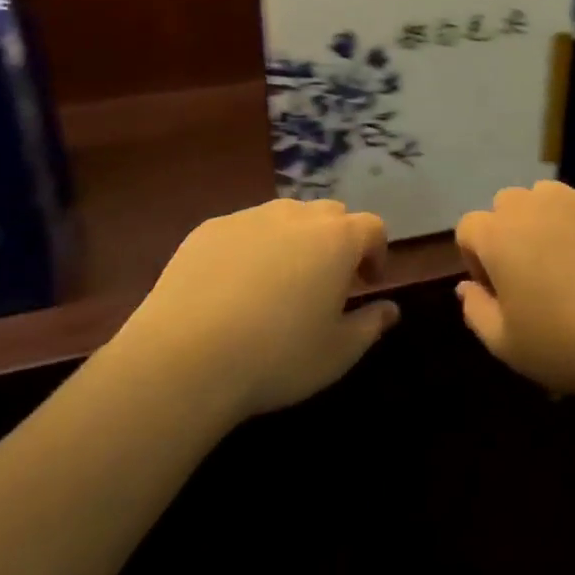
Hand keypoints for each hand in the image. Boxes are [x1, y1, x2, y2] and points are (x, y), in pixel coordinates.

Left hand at [118, 198, 398, 418]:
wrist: (183, 360)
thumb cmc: (276, 357)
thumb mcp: (337, 353)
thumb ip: (371, 325)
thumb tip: (391, 310)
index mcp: (337, 239)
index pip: (372, 227)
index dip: (376, 252)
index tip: (367, 283)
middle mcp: (297, 215)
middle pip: (330, 214)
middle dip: (336, 241)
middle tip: (326, 281)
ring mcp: (250, 218)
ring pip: (285, 217)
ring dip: (294, 240)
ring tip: (279, 281)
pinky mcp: (208, 230)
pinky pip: (243, 230)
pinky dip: (251, 248)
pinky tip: (233, 288)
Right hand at [453, 181, 574, 398]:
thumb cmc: (566, 342)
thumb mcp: (506, 344)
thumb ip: (475, 311)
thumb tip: (466, 287)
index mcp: (498, 235)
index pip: (468, 228)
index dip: (476, 259)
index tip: (498, 291)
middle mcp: (532, 204)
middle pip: (506, 205)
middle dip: (510, 233)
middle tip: (532, 275)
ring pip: (547, 197)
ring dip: (547, 221)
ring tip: (569, 261)